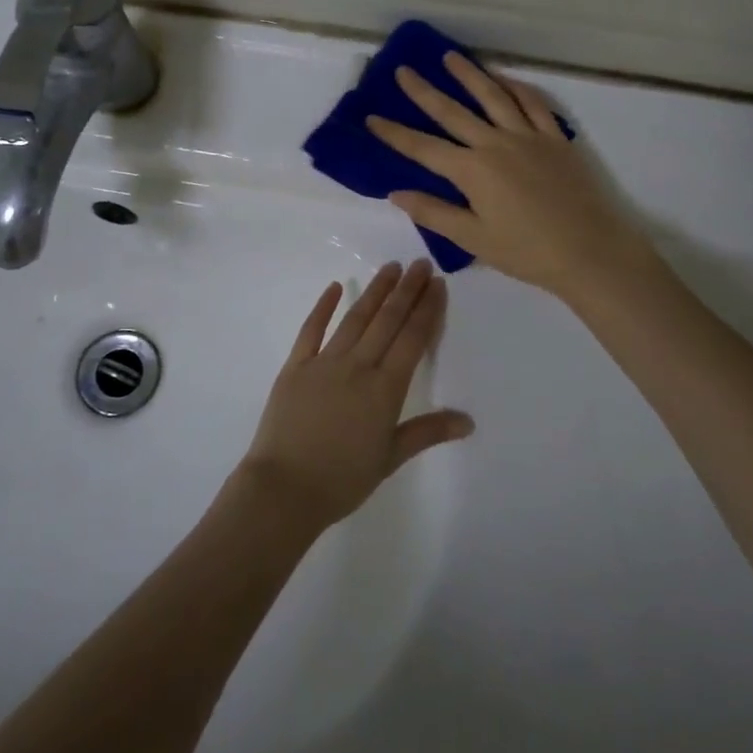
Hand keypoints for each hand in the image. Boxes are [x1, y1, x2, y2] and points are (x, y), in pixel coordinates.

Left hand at [239, 260, 471, 531]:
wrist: (283, 489)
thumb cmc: (342, 480)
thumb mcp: (390, 458)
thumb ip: (428, 432)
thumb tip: (468, 420)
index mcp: (385, 389)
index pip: (412, 339)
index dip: (426, 309)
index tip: (437, 284)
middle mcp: (358, 366)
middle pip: (387, 320)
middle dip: (407, 290)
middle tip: (420, 263)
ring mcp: (324, 362)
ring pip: (355, 318)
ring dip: (375, 290)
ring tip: (391, 267)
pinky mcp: (295, 366)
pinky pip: (311, 329)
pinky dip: (324, 306)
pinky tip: (335, 286)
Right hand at [366, 52, 657, 301]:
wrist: (591, 251)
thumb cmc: (528, 252)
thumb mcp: (474, 239)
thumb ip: (434, 213)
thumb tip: (396, 192)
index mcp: (472, 171)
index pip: (423, 148)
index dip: (394, 133)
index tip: (371, 117)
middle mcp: (496, 144)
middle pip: (453, 112)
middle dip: (424, 91)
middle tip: (404, 70)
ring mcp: (528, 136)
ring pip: (493, 96)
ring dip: (470, 75)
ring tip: (450, 56)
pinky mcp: (555, 139)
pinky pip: (534, 104)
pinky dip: (517, 88)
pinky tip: (505, 79)